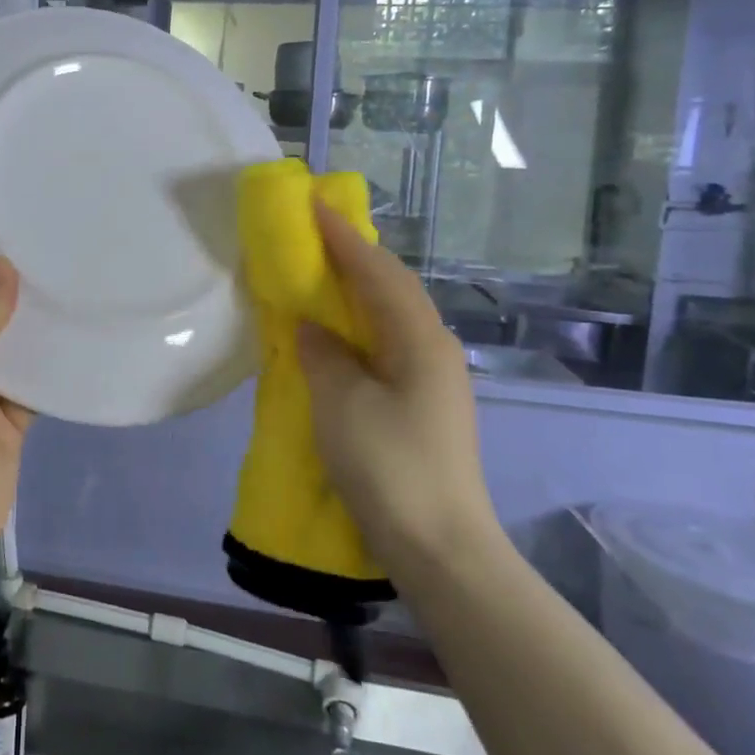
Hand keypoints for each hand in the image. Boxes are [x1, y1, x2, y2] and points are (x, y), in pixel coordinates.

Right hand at [296, 205, 501, 573]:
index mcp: (419, 340)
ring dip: (357, 291)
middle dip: (354, 256)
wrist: (441, 548)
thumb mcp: (342, 405)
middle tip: (315, 235)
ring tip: (322, 275)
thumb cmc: (389, 467)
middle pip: (391, 288)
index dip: (344, 238)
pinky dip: (359, 327)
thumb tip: (313, 328)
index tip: (313, 206)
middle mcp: (433, 349)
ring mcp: (433, 379)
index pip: (378, 272)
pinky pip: (387, 345)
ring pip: (391, 317)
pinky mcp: (423, 405)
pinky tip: (338, 335)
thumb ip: (323, 355)